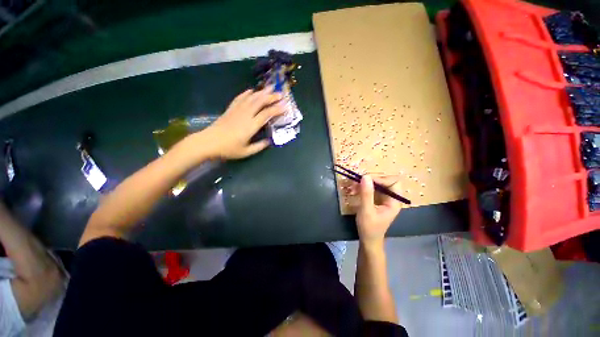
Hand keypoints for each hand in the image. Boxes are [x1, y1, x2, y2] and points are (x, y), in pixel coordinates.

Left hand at [202, 87, 283, 158]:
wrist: (208, 142)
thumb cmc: (228, 149)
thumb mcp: (246, 152)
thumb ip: (259, 146)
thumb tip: (269, 141)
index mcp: (251, 126)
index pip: (266, 114)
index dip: (277, 109)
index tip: (285, 106)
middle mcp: (245, 115)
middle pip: (260, 102)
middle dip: (271, 97)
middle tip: (281, 94)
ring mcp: (237, 110)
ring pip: (251, 98)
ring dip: (261, 92)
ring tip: (269, 88)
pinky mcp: (230, 109)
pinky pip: (239, 98)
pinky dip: (246, 93)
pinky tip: (251, 90)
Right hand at [356, 175, 401, 246]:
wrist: (368, 240)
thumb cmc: (369, 228)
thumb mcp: (366, 211)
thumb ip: (366, 194)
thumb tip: (365, 176)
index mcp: (394, 201)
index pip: (393, 182)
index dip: (381, 178)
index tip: (366, 180)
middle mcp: (391, 198)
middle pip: (384, 181)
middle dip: (370, 180)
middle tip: (357, 181)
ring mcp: (383, 198)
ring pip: (376, 184)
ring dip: (364, 183)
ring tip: (352, 186)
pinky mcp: (376, 199)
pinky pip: (371, 188)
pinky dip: (362, 187)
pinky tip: (353, 190)